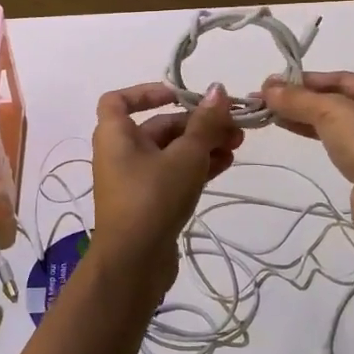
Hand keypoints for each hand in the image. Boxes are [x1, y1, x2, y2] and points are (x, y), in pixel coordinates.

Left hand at [91, 82, 241, 288]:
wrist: (133, 264)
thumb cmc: (153, 198)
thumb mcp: (185, 156)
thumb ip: (204, 123)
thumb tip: (218, 89)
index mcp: (115, 135)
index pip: (118, 100)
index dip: (147, 92)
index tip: (179, 95)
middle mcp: (120, 153)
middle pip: (158, 126)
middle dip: (196, 123)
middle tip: (232, 124)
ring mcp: (134, 180)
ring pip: (171, 152)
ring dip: (202, 144)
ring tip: (238, 144)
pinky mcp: (149, 203)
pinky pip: (174, 174)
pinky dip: (197, 166)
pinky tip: (227, 163)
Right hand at [258, 71, 353, 236]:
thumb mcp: (333, 113)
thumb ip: (299, 99)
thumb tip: (267, 87)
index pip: (341, 78)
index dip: (305, 80)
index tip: (271, 84)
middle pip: (338, 100)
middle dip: (301, 99)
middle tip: (264, 100)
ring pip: (337, 123)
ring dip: (305, 118)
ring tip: (270, 115)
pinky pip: (339, 145)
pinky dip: (316, 136)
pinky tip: (293, 131)